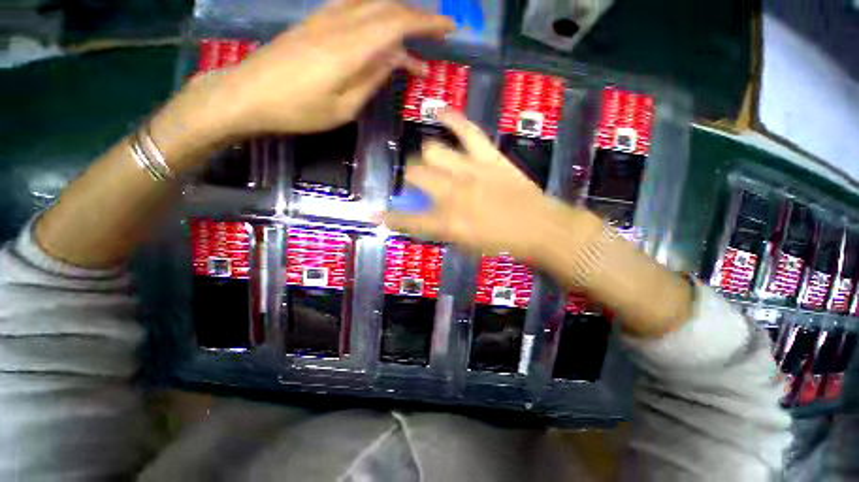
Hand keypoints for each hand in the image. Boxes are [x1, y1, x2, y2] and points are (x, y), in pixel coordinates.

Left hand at [184, 0, 452, 138]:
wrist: (248, 95)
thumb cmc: (298, 110)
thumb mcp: (343, 108)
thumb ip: (371, 79)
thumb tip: (394, 59)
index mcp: (350, 47)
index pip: (397, 23)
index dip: (426, 23)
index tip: (449, 28)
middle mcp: (339, 23)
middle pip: (387, 6)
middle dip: (417, 15)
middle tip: (436, 32)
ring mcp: (324, 18)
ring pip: (371, 4)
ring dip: (397, 15)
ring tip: (413, 36)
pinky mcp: (314, 22)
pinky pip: (353, 9)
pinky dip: (375, 16)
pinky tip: (380, 32)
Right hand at [382, 110, 601, 263]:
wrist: (539, 227)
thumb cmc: (501, 243)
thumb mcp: (465, 245)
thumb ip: (440, 229)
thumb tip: (425, 217)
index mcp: (446, 222)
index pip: (407, 220)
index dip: (389, 217)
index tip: (376, 214)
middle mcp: (451, 194)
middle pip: (415, 173)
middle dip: (410, 177)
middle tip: (416, 182)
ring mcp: (469, 171)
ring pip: (433, 151)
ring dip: (427, 157)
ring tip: (431, 160)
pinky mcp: (488, 157)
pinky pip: (466, 131)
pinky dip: (452, 119)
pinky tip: (439, 111)